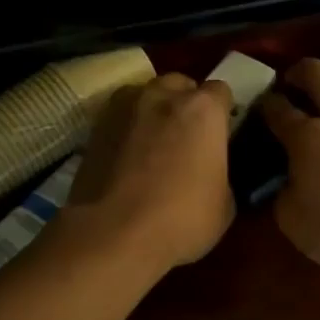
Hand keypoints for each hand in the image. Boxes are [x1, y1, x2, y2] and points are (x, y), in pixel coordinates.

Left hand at [67, 74, 235, 270]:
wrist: (113, 235)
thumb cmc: (182, 219)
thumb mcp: (224, 204)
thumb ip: (220, 173)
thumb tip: (210, 172)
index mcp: (203, 110)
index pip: (221, 92)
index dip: (223, 112)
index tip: (222, 133)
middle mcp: (163, 96)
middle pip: (180, 84)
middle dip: (187, 103)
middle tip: (189, 137)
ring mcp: (124, 107)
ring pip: (145, 95)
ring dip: (154, 111)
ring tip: (154, 144)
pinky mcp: (94, 127)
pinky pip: (120, 118)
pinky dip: (128, 130)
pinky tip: (129, 158)